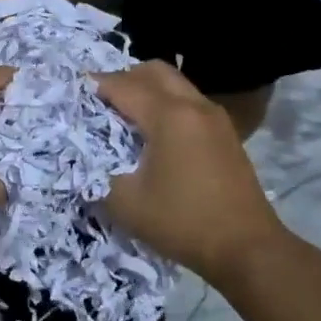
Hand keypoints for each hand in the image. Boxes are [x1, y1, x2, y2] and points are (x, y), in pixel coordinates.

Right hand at [95, 61, 289, 280]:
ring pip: (175, 84)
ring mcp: (215, 118)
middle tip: (100, 101)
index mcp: (168, 116)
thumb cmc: (183, 222)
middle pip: (153, 71)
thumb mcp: (126, 204)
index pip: (122, 85)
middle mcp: (193, 106)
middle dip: (123, 78)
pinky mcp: (226, 133)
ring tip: (125, 116)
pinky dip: (167, 104)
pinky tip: (155, 135)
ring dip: (147, 90)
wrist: (248, 249)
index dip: (94, 85)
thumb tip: (84, 160)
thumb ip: (97, 174)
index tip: (72, 92)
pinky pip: (189, 102)